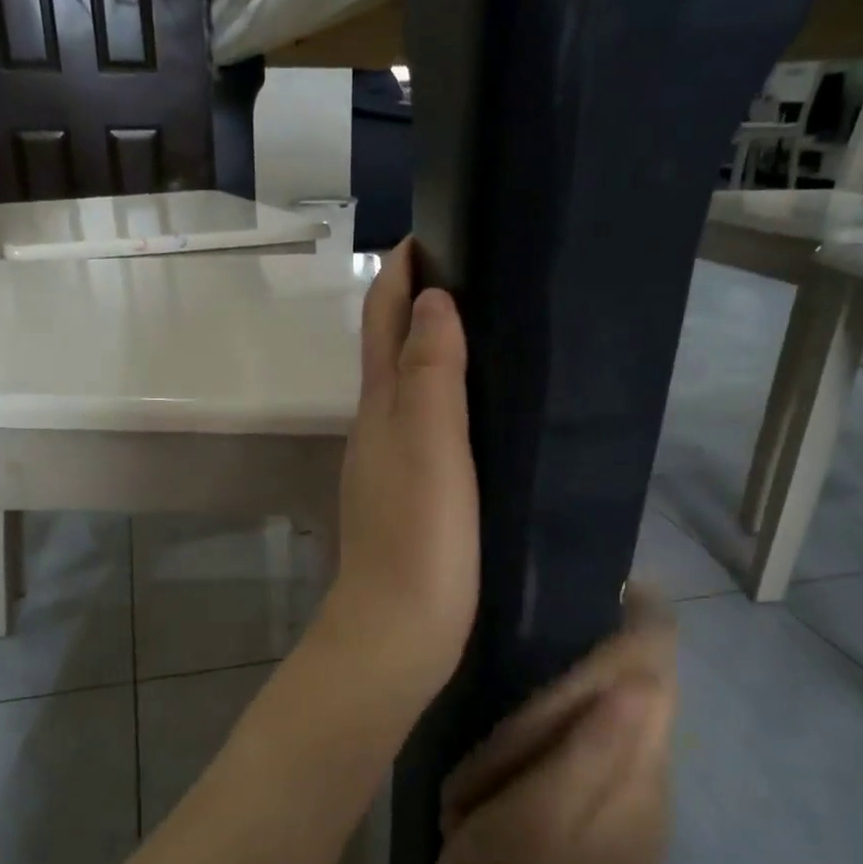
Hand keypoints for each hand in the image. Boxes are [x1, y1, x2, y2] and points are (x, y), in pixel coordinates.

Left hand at [317, 242, 478, 711]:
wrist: (398, 630)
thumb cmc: (419, 535)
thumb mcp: (430, 444)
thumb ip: (431, 370)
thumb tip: (432, 299)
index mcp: (381, 406)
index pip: (383, 319)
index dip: (400, 273)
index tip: (432, 233)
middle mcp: (376, 427)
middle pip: (390, 348)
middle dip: (418, 304)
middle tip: (473, 272)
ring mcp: (389, 465)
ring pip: (407, 389)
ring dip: (432, 351)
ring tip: (485, 329)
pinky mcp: (409, 498)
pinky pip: (425, 429)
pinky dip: (444, 400)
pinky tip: (478, 410)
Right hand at [434, 588, 677, 863]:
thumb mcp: (532, 816)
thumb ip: (588, 749)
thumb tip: (642, 679)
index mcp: (634, 782)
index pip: (660, 679)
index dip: (648, 625)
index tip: (619, 583)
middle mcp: (652, 787)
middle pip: (645, 692)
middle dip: (597, 667)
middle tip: (535, 670)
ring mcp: (638, 808)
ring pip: (624, 718)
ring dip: (576, 702)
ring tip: (518, 728)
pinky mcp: (616, 821)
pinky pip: (607, 747)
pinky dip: (573, 729)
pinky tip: (530, 748)